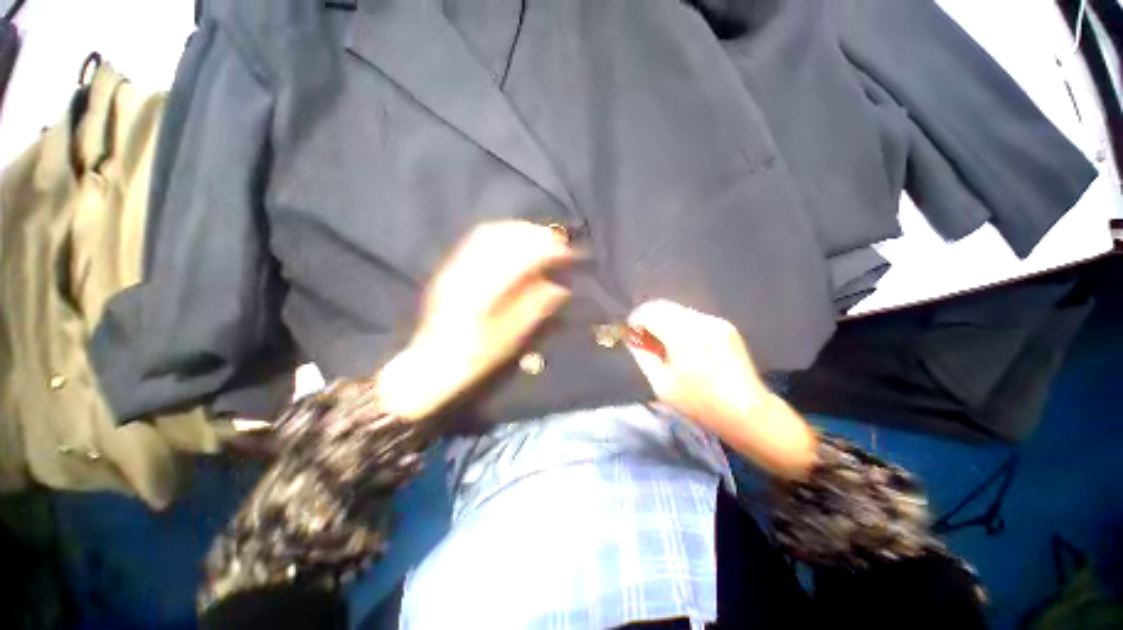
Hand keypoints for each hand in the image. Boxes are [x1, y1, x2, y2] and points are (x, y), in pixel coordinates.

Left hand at [377, 221, 573, 419]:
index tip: (568, 253)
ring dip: (520, 231)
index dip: (547, 250)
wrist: (433, 362)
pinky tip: (517, 242)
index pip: (519, 258)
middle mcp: (464, 271)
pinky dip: (503, 235)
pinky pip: (478, 240)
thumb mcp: (509, 339)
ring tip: (542, 239)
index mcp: (480, 292)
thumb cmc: (474, 357)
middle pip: (502, 237)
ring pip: (489, 233)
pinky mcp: (451, 268)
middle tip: (559, 243)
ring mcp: (454, 266)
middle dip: (535, 235)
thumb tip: (560, 287)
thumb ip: (534, 308)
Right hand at [626, 299, 815, 478]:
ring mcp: (715, 321)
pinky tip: (681, 343)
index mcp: (682, 336)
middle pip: (662, 305)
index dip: (635, 320)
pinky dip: (679, 324)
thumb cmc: (700, 404)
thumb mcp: (662, 384)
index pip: (648, 312)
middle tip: (643, 337)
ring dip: (663, 320)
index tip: (631, 333)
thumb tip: (631, 339)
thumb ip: (643, 356)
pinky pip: (693, 317)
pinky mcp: (725, 326)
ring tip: (661, 341)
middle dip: (647, 317)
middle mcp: (699, 321)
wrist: (747, 412)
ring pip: (677, 309)